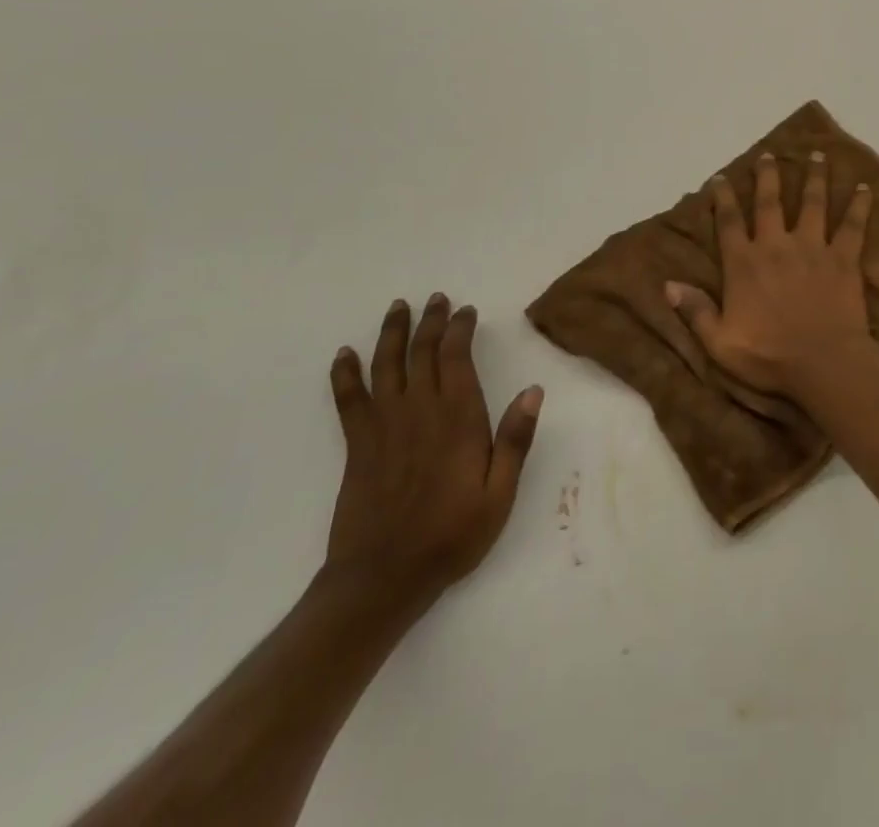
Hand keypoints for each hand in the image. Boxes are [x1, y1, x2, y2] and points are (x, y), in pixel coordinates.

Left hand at [324, 294, 542, 608]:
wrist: (382, 578)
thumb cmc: (451, 535)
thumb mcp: (499, 494)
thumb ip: (515, 440)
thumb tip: (534, 390)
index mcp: (458, 418)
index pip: (456, 358)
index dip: (460, 329)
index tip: (466, 311)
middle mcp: (419, 411)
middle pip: (422, 352)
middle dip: (430, 321)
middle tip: (437, 299)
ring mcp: (384, 426)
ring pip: (385, 366)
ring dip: (391, 333)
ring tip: (397, 307)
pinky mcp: (358, 445)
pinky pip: (348, 399)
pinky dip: (345, 374)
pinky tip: (344, 355)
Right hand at [665, 151, 878, 404]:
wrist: (823, 363)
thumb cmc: (770, 357)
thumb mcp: (719, 342)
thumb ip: (696, 311)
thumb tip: (668, 285)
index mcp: (744, 264)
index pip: (729, 223)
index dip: (723, 198)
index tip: (721, 177)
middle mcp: (776, 246)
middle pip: (769, 202)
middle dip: (767, 176)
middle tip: (767, 154)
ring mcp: (812, 248)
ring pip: (812, 203)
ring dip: (814, 178)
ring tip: (817, 155)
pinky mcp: (843, 258)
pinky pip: (852, 225)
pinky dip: (858, 205)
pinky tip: (864, 188)